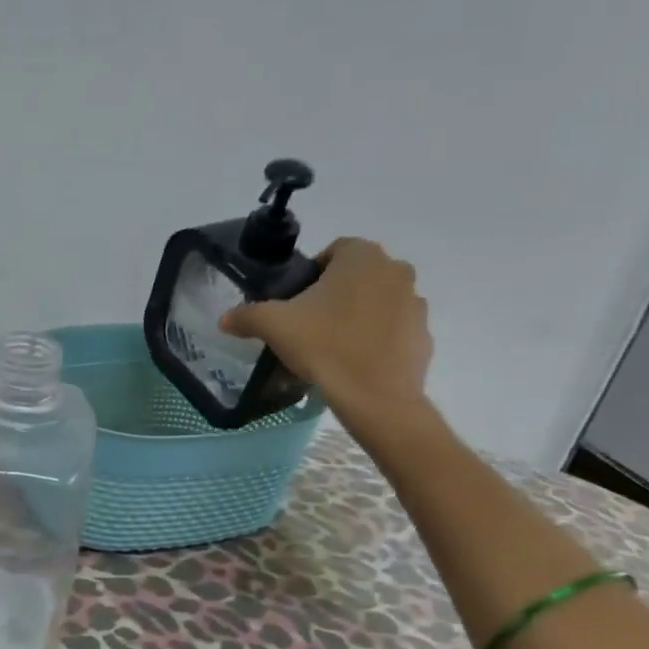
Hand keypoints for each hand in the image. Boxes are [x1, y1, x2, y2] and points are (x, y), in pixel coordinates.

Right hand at [220, 237, 433, 439]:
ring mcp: (415, 303)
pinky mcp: (424, 335)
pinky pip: (394, 329)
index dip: (311, 274)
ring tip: (334, 344)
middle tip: (311, 323)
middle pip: (358, 275)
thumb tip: (225, 319)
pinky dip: (377, 338)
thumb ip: (247, 315)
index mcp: (362, 256)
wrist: (375, 397)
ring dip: (359, 314)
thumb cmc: (324, 346)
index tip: (296, 302)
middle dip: (336, 293)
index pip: (333, 251)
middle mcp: (395, 270)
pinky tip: (356, 361)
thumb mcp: (274, 326)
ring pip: (378, 300)